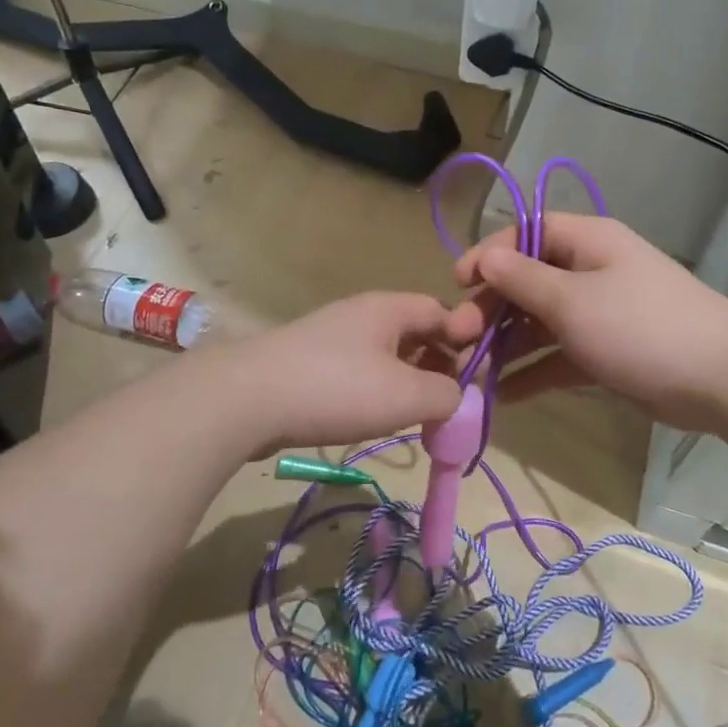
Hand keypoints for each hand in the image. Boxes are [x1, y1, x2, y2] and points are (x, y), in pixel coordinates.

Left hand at [203, 291, 486, 455]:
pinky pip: (358, 372)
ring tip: (420, 414)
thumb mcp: (407, 394)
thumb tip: (457, 396)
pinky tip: (376, 418)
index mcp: (389, 308)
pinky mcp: (309, 365)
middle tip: (452, 399)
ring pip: (386, 355)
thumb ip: (447, 394)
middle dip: (439, 363)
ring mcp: (331, 338)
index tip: (480, 372)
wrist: (247, 399)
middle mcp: (361, 315)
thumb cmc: (338, 388)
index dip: (466, 337)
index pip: (442, 311)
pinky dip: (378, 391)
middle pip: (414, 332)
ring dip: (409, 381)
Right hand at [454, 213, 727, 432]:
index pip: (525, 234)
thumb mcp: (572, 300)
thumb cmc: (639, 327)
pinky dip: (533, 371)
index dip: (488, 254)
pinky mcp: (607, 352)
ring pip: (540, 321)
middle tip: (457, 337)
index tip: (457, 284)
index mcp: (587, 242)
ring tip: (470, 370)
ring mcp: (600, 313)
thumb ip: (523, 279)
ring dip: (506, 343)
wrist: (722, 380)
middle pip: (528, 280)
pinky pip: (560, 355)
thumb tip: (485, 257)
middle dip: (491, 307)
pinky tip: (503, 395)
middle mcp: (591, 271)